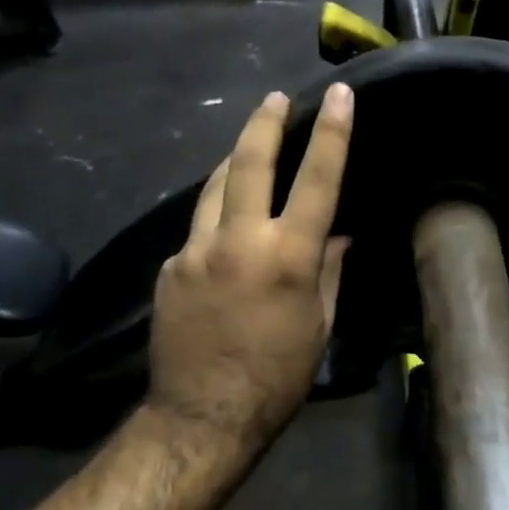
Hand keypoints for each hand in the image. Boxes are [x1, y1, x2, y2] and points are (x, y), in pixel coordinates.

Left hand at [146, 84, 353, 452]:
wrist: (204, 414)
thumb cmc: (279, 374)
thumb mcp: (319, 323)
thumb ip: (328, 270)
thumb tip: (336, 235)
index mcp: (289, 257)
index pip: (317, 180)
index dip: (332, 133)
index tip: (339, 95)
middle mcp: (239, 242)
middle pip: (249, 163)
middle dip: (265, 123)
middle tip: (275, 98)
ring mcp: (195, 251)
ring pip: (213, 187)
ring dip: (233, 162)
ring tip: (249, 149)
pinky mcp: (169, 268)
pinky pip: (198, 229)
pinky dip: (217, 218)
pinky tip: (227, 231)